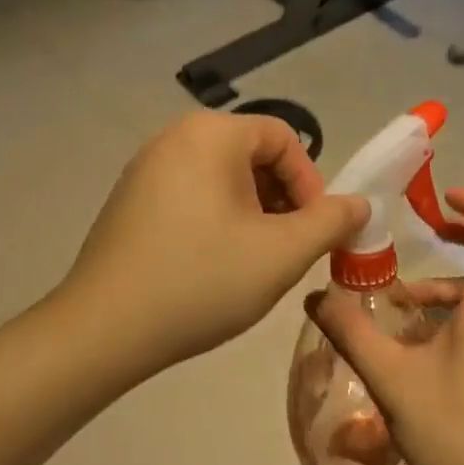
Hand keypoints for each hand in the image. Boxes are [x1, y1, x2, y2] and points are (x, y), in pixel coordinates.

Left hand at [66, 112, 367, 375]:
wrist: (104, 329)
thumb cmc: (202, 281)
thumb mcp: (282, 253)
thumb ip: (330, 222)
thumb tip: (359, 204)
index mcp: (211, 134)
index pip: (284, 139)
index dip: (311, 184)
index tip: (314, 232)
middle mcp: (174, 137)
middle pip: (251, 156)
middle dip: (281, 201)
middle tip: (287, 250)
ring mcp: (144, 168)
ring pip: (221, 179)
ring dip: (252, 214)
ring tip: (254, 262)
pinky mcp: (128, 200)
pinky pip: (190, 195)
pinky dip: (216, 220)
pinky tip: (213, 266)